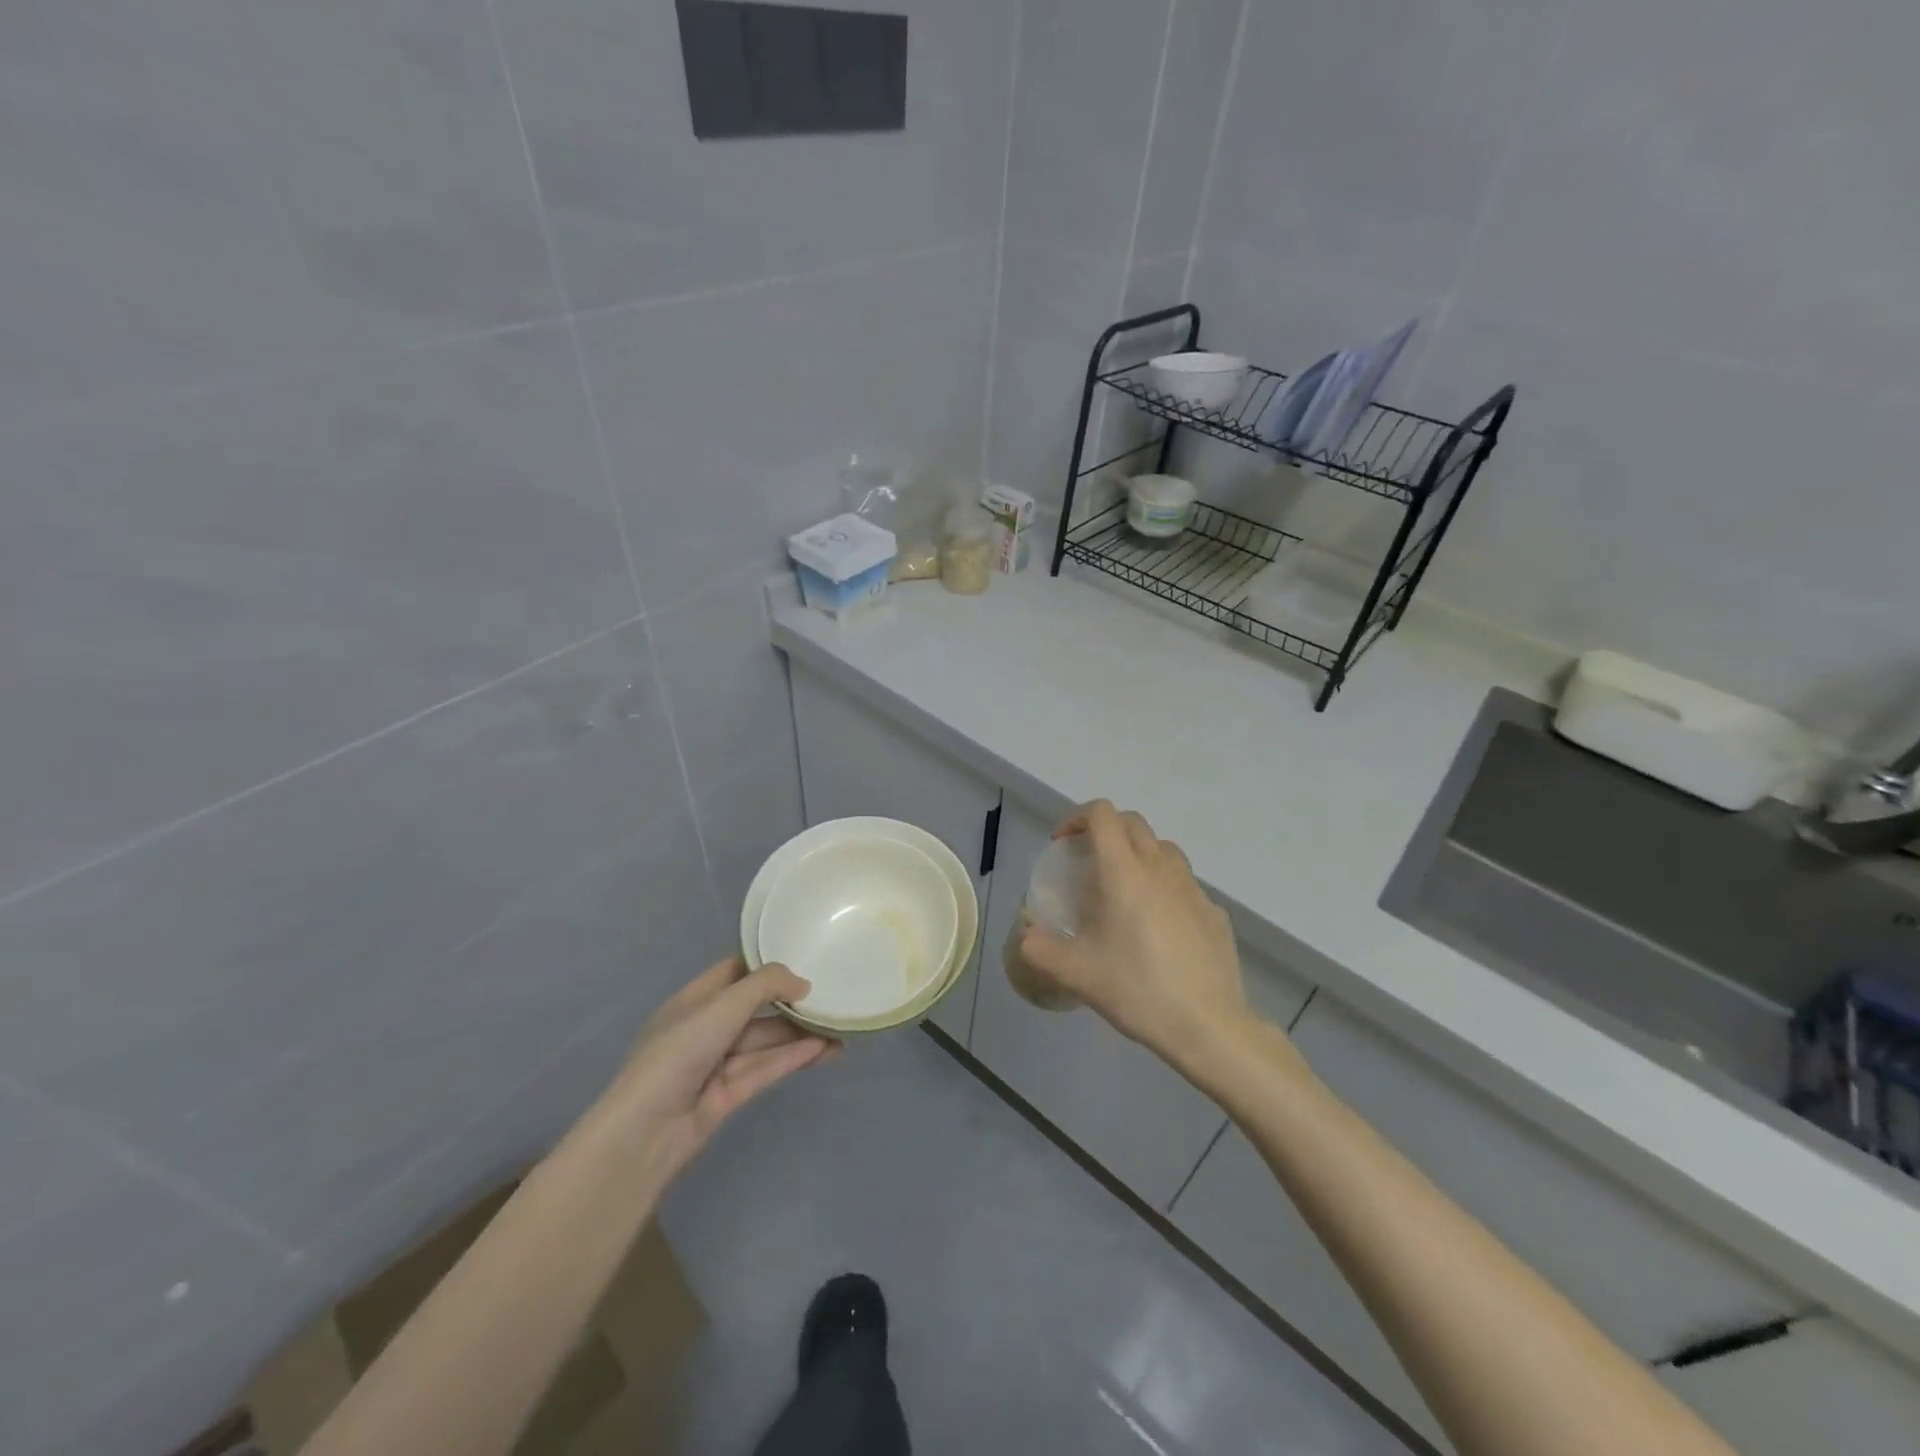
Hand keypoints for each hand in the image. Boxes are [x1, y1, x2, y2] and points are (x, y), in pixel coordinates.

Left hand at [591, 958, 839, 1186]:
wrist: (645, 1134)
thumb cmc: (678, 1053)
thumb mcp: (722, 1006)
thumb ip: (765, 986)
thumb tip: (803, 983)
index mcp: (693, 1002)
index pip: (734, 972)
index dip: (766, 964)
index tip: (804, 956)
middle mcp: (705, 1029)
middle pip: (755, 1009)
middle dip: (790, 1003)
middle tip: (831, 995)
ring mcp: (716, 1064)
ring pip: (765, 1042)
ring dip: (799, 1034)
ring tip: (839, 1028)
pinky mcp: (728, 1095)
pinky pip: (766, 1069)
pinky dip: (793, 1058)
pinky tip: (824, 1050)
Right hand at [1018, 801, 1249, 1072]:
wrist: (1209, 1026)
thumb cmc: (1138, 990)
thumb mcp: (1076, 974)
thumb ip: (1041, 949)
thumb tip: (1026, 935)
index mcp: (1124, 872)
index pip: (1102, 814)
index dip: (1077, 818)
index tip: (1063, 845)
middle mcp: (1161, 868)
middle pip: (1133, 823)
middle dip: (1106, 830)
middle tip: (1088, 863)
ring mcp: (1193, 889)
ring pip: (1163, 849)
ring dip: (1139, 854)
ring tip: (1123, 890)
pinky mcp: (1214, 912)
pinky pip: (1184, 884)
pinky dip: (1165, 888)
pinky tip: (1158, 927)